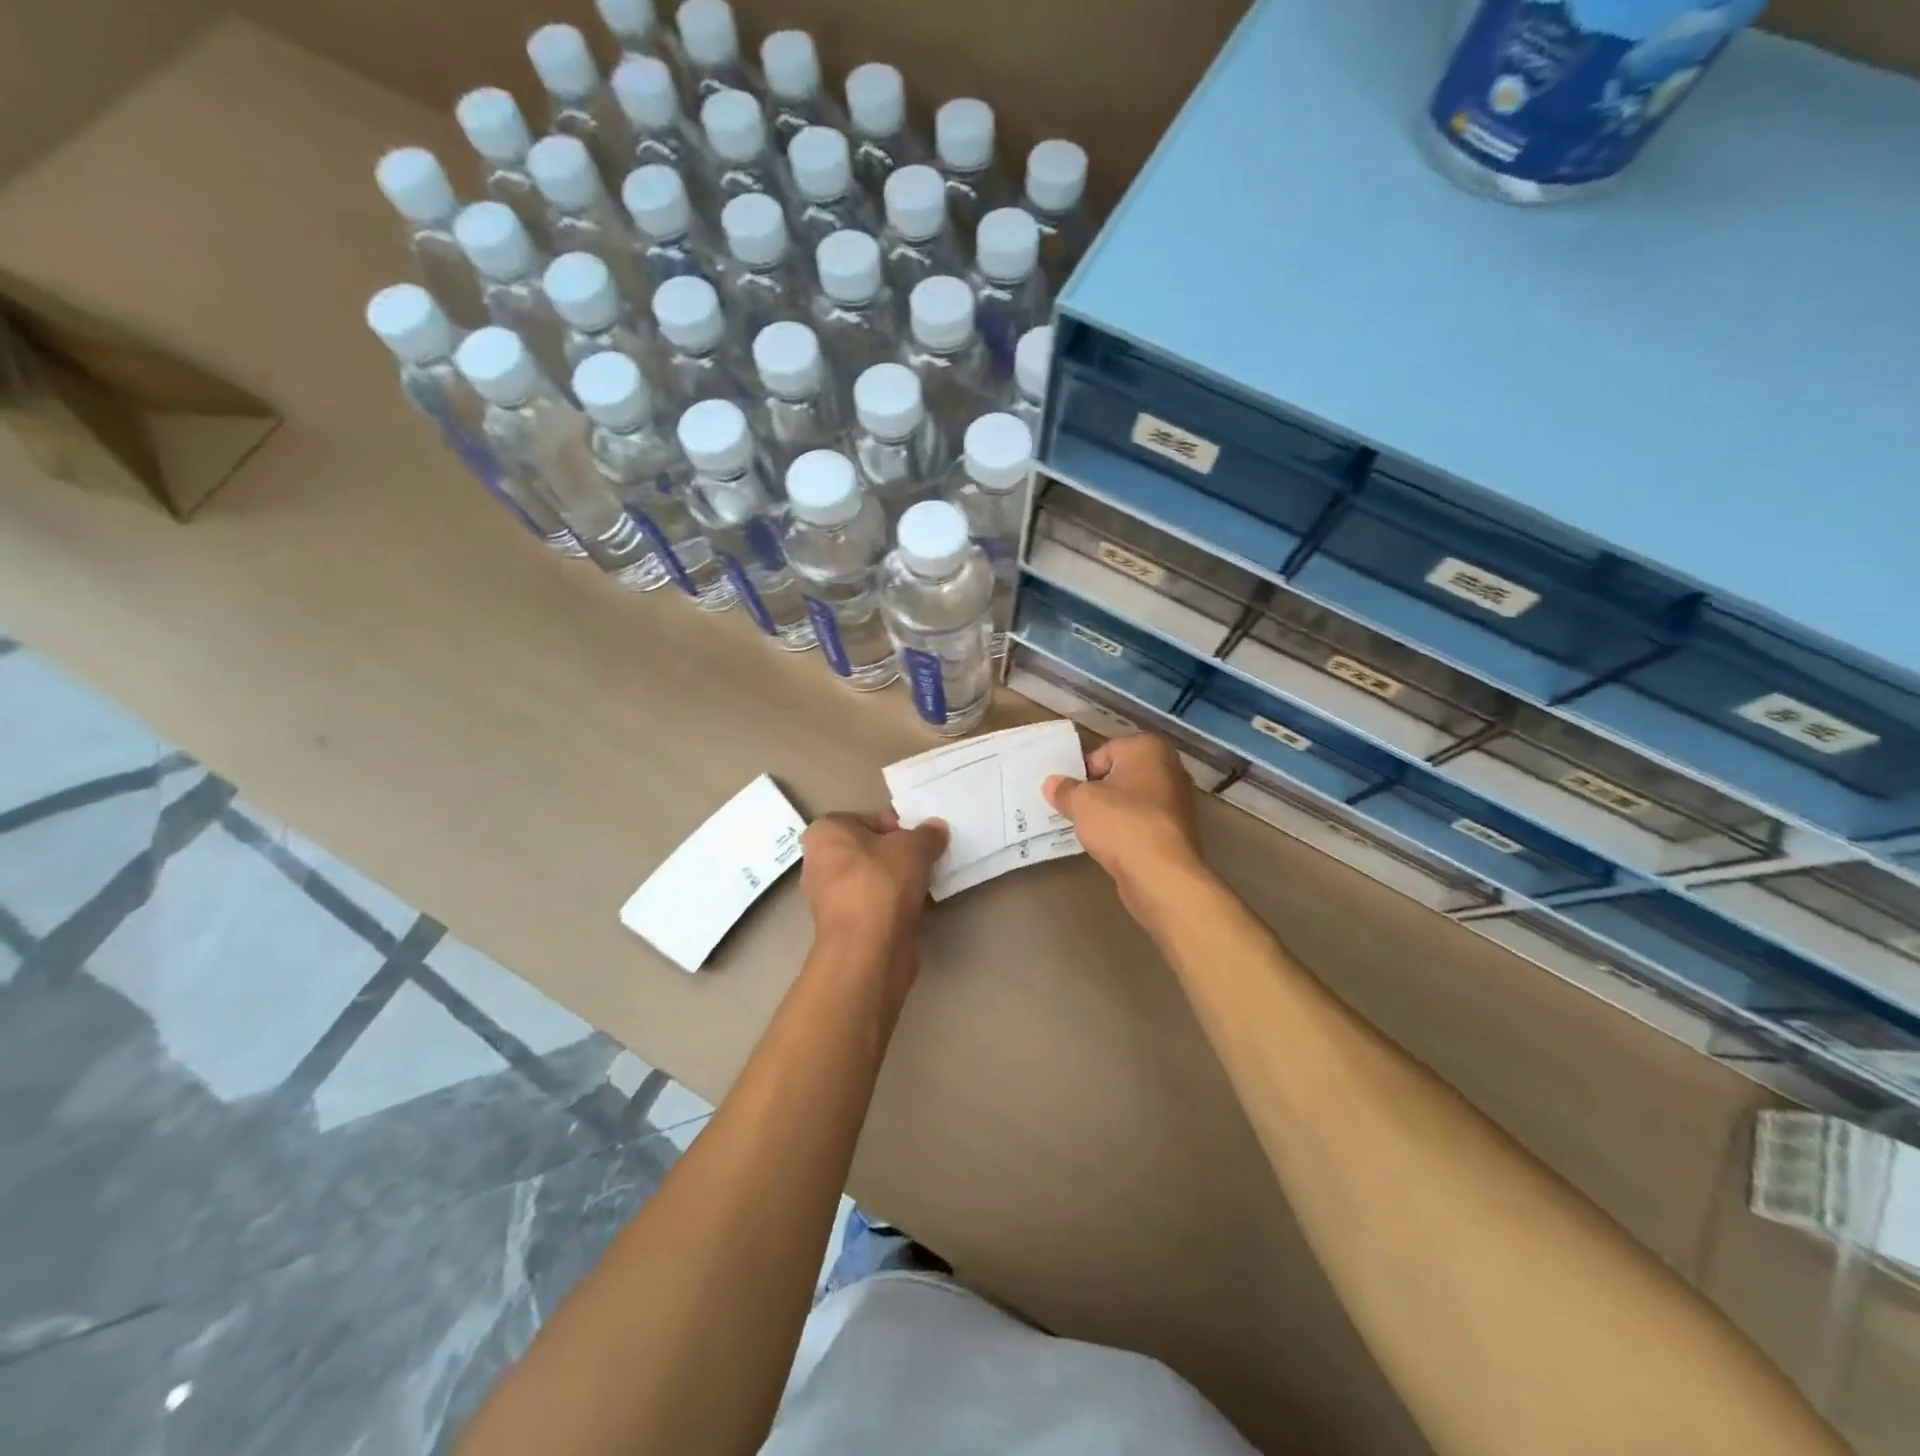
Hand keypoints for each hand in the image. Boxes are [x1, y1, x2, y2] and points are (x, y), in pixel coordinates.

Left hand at [800, 811, 947, 965]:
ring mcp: (827, 896)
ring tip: (923, 886)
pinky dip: (891, 905)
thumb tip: (936, 829)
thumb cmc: (882, 882)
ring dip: (896, 881)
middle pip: (870, 849)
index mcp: (825, 832)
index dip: (900, 829)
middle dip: (898, 855)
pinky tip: (913, 908)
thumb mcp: (914, 847)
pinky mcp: (842, 925)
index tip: (922, 843)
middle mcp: (818, 861)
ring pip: (872, 878)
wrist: (868, 949)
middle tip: (925, 862)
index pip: (870, 819)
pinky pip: (872, 904)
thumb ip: (927, 834)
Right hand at [1044, 734, 1204, 916]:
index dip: (1081, 773)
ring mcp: (1178, 801)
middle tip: (1073, 810)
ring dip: (1111, 813)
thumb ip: (1064, 789)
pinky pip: (1142, 823)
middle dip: (1097, 792)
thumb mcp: (1081, 802)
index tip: (1067, 794)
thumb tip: (1052, 784)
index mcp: (1148, 748)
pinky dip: (1126, 831)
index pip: (1103, 753)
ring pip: (1131, 801)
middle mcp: (1169, 768)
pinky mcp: (1177, 831)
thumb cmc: (1121, 824)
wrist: (1162, 875)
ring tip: (1088, 830)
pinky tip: (1110, 846)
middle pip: (1119, 775)